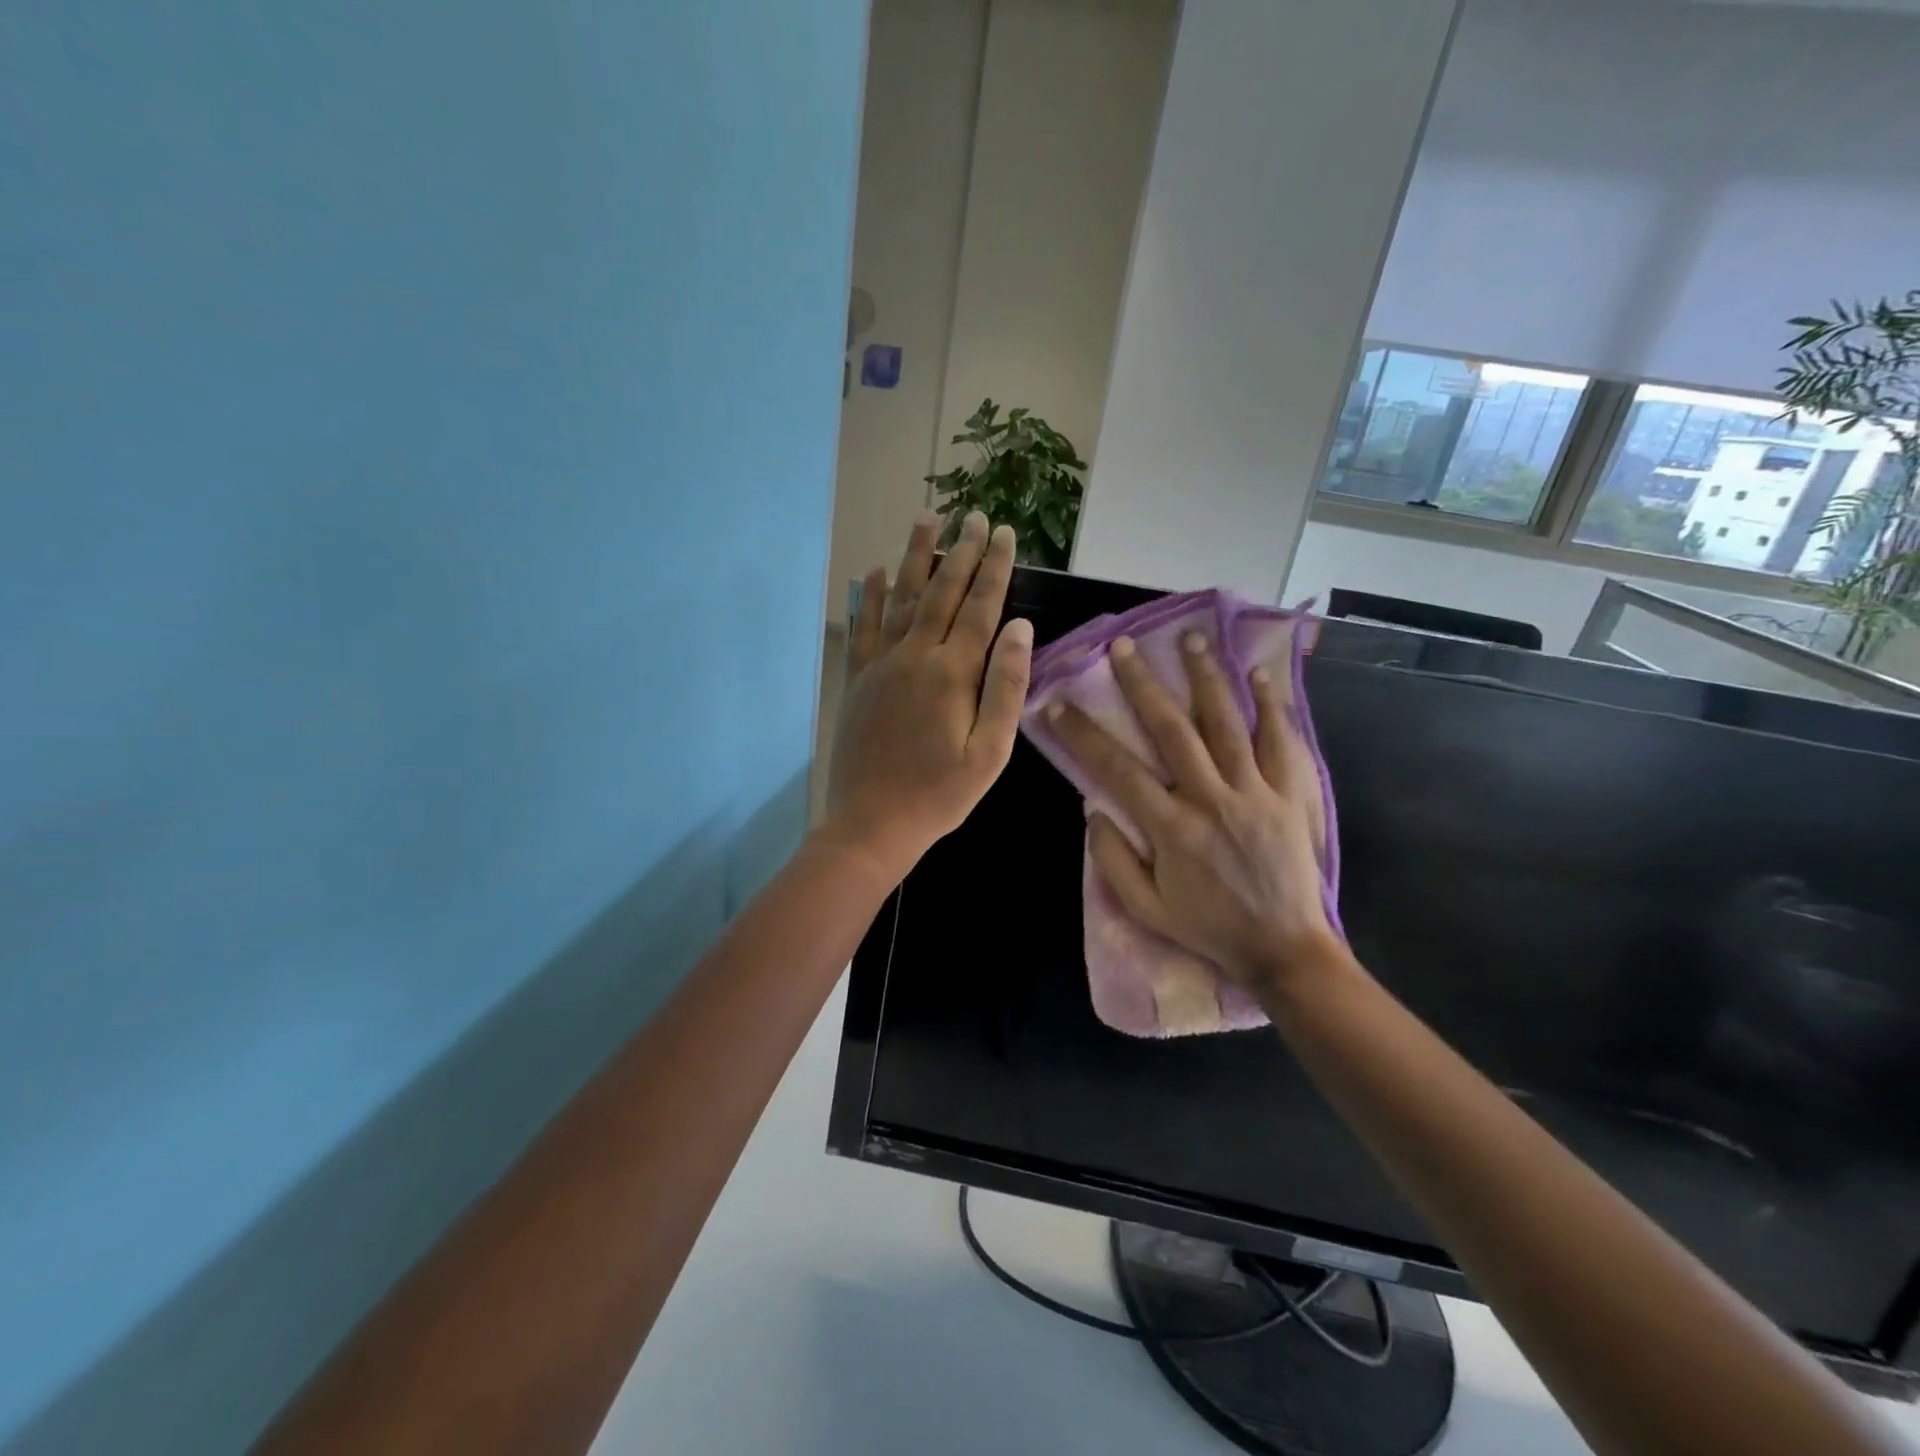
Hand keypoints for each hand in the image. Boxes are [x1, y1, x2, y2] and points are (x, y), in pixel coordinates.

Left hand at [821, 511, 1032, 884]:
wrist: (871, 823)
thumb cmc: (939, 795)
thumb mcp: (989, 753)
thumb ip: (1005, 687)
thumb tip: (1020, 628)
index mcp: (952, 674)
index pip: (980, 608)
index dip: (994, 568)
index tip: (1004, 533)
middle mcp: (914, 657)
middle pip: (941, 592)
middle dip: (960, 552)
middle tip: (973, 516)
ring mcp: (880, 665)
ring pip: (899, 599)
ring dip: (915, 558)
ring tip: (926, 521)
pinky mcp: (858, 679)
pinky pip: (863, 627)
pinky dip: (868, 596)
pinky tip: (872, 572)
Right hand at [1046, 631, 1343, 993]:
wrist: (1284, 949)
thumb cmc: (1209, 928)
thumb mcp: (1146, 908)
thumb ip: (1112, 861)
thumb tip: (1092, 810)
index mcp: (1171, 828)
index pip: (1116, 769)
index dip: (1083, 734)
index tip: (1057, 705)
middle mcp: (1210, 798)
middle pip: (1171, 729)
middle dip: (1142, 684)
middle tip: (1123, 648)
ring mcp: (1256, 791)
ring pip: (1227, 722)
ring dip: (1205, 677)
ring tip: (1190, 638)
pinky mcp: (1291, 794)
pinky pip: (1282, 742)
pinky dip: (1270, 706)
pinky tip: (1258, 675)